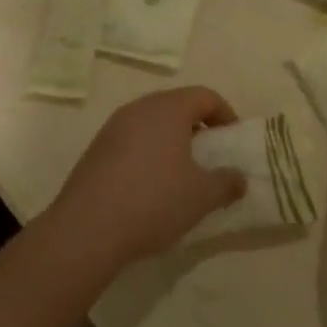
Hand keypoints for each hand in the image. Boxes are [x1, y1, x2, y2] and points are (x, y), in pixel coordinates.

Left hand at [46, 87, 245, 268]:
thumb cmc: (154, 202)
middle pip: (176, 105)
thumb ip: (227, 183)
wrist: (87, 231)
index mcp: (167, 109)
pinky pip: (132, 141)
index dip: (226, 114)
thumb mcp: (202, 196)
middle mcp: (138, 109)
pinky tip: (151, 186)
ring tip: (182, 173)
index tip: (233, 140)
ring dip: (171, 141)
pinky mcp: (95, 151)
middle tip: (210, 155)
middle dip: (198, 127)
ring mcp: (112, 128)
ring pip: (151, 123)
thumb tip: (239, 179)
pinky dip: (148, 153)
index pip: (205, 96)